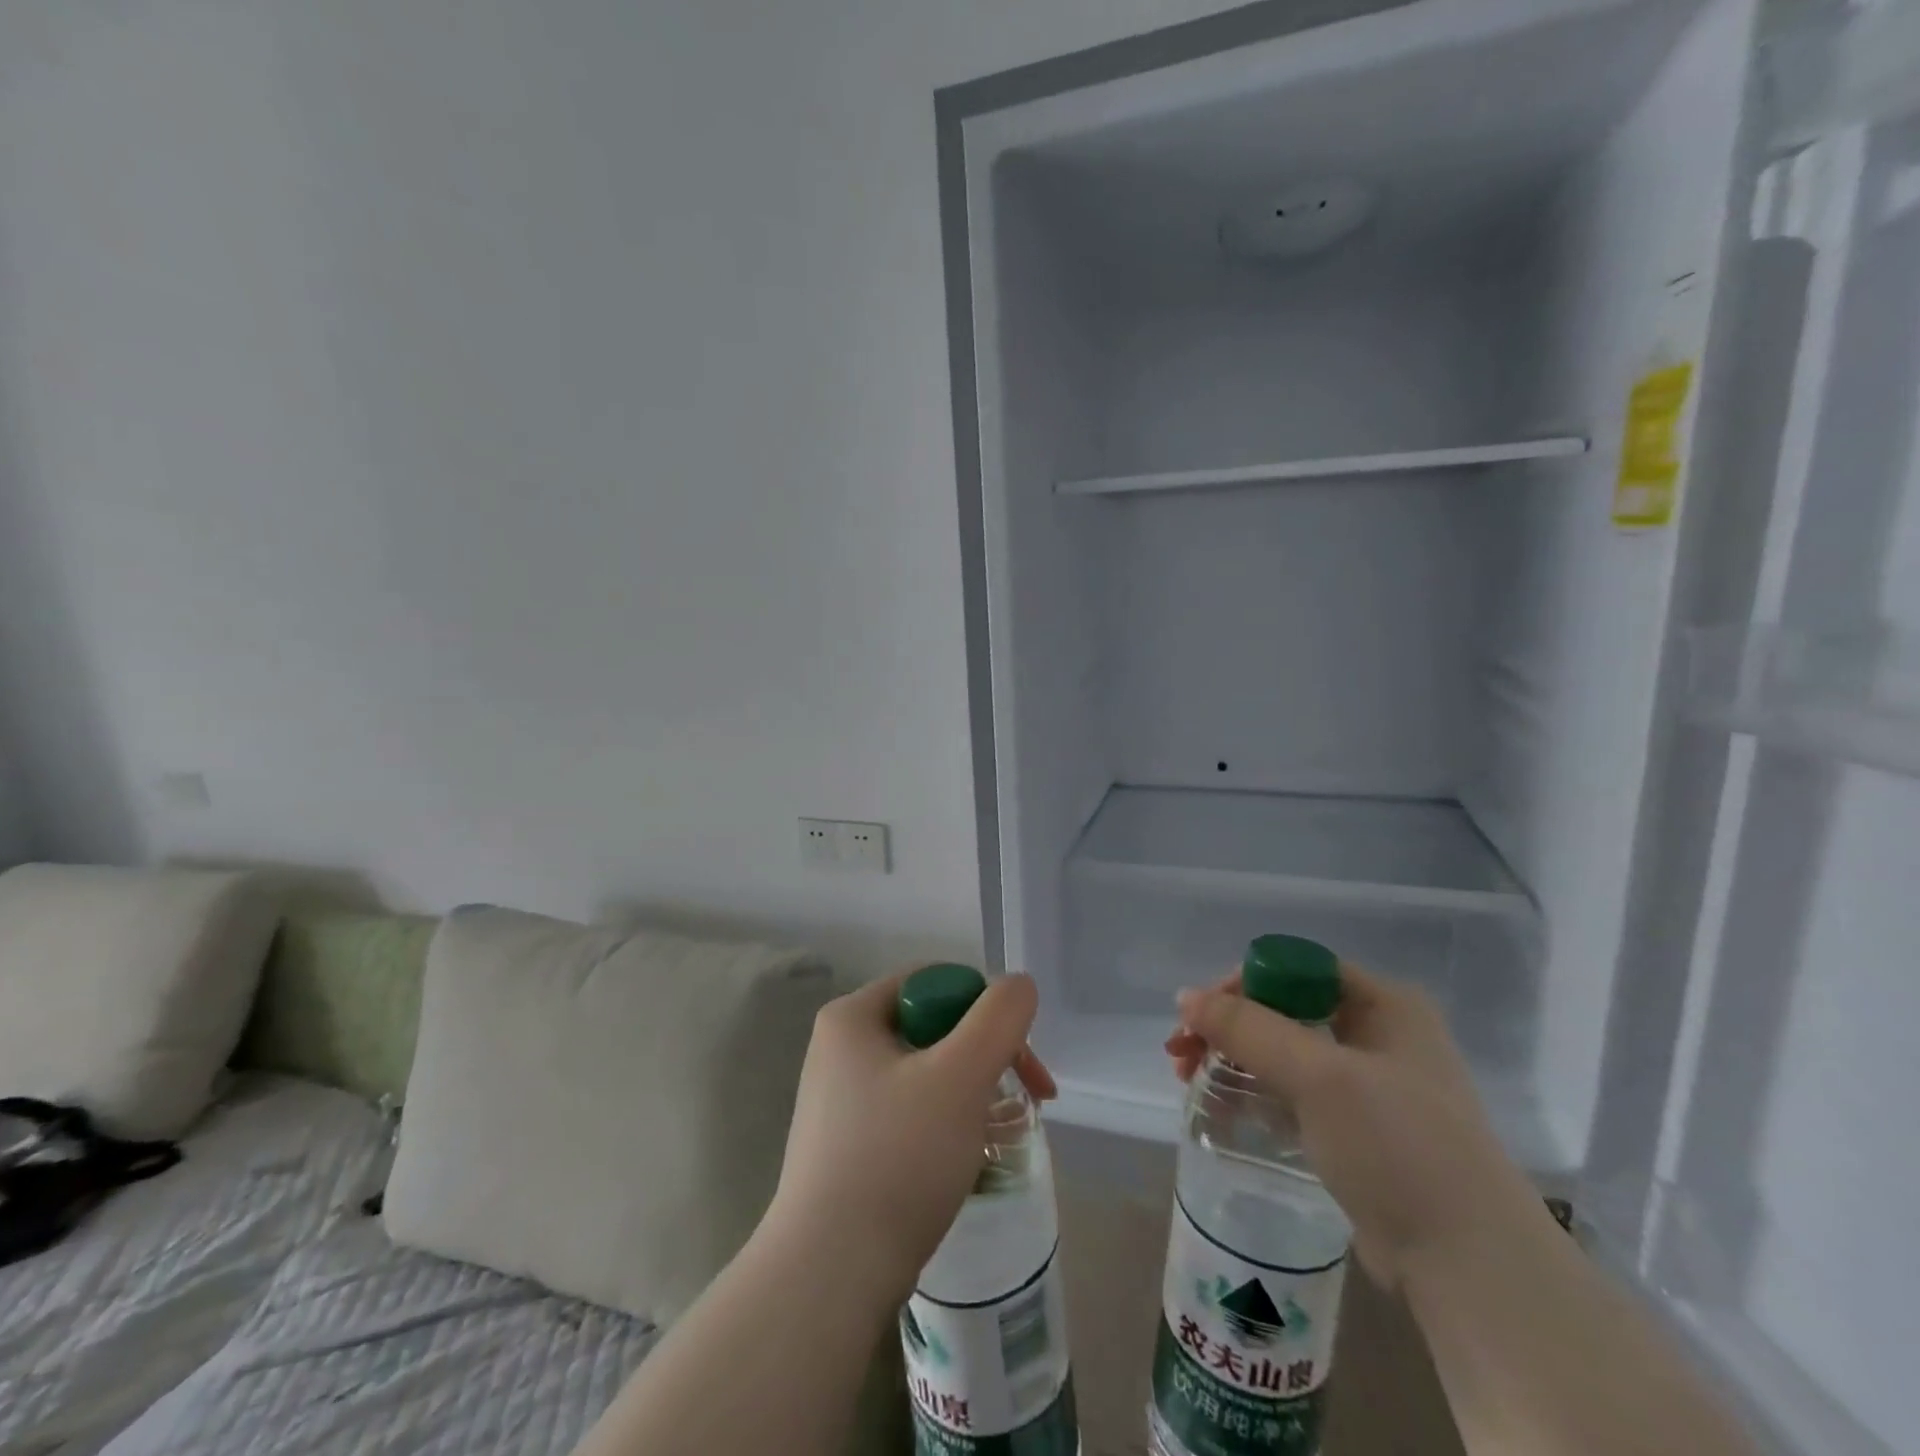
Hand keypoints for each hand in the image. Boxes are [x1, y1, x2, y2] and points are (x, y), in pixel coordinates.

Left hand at [765, 970, 1054, 1306]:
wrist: (830, 1275)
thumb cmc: (898, 1158)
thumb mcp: (961, 1076)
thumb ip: (999, 1018)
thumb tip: (1018, 985)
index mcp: (854, 1016)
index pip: (935, 982)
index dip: (985, 1010)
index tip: (1019, 1061)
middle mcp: (840, 1048)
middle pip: (934, 1028)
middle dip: (986, 1058)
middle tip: (1028, 1101)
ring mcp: (840, 1099)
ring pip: (927, 1074)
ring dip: (972, 1094)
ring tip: (1000, 1136)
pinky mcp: (847, 1146)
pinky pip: (910, 1112)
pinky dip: (946, 1125)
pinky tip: (966, 1162)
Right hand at [1166, 963, 1540, 1289]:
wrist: (1470, 1266)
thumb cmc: (1399, 1146)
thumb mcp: (1319, 1076)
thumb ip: (1248, 1029)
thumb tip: (1185, 997)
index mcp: (1385, 1004)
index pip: (1296, 969)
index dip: (1241, 984)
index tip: (1199, 1015)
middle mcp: (1379, 1034)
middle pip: (1283, 1009)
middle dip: (1227, 1027)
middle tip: (1181, 1052)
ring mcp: (1369, 1084)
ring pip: (1283, 1052)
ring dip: (1233, 1059)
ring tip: (1188, 1081)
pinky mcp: (1357, 1130)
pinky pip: (1292, 1093)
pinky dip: (1254, 1094)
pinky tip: (1221, 1111)